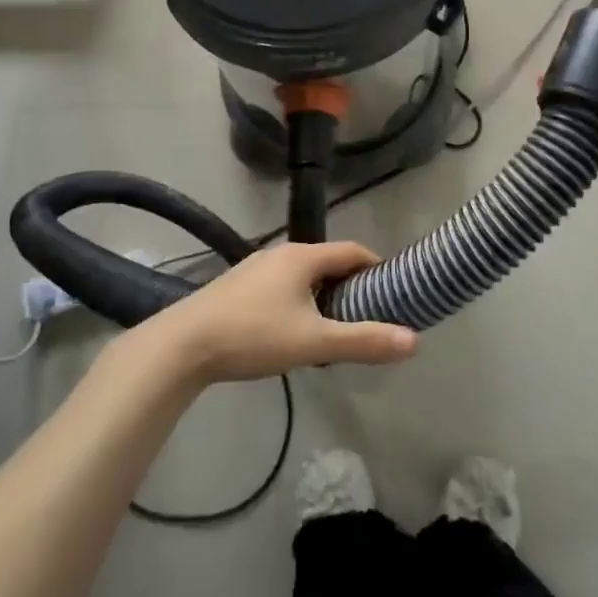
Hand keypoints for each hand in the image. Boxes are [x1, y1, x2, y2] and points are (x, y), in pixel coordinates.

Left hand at [155, 241, 418, 383]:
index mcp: (303, 256)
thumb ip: (364, 341)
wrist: (182, 345)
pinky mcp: (236, 287)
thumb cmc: (254, 335)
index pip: (353, 251)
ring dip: (323, 298)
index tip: (394, 292)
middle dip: (351, 287)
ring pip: (302, 277)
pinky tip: (291, 335)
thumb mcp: (315, 341)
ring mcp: (254, 268)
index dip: (377, 268)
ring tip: (333, 331)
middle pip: (328, 263)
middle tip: (367, 317)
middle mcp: (280, 253)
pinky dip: (298, 304)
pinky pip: (281, 288)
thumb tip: (415, 340)